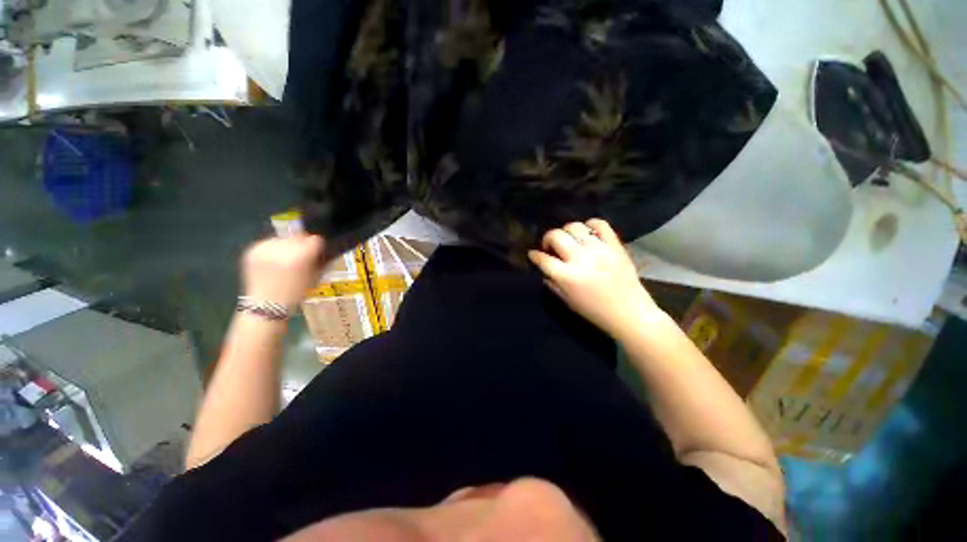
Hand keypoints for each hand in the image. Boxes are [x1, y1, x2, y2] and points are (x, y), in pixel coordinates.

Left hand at [241, 234, 324, 309]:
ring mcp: (264, 249)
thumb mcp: (315, 277)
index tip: (315, 254)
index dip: (317, 246)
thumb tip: (320, 248)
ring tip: (284, 260)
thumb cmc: (296, 293)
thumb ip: (319, 260)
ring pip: (282, 238)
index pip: (315, 240)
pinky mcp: (252, 250)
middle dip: (301, 245)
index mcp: (301, 257)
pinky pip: (268, 243)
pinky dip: (272, 249)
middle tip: (300, 257)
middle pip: (298, 237)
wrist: (266, 305)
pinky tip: (273, 261)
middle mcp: (282, 249)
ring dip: (286, 246)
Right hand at [528, 219, 663, 339]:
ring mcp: (599, 249)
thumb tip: (545, 269)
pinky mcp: (615, 245)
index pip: (544, 259)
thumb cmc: (595, 311)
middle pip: (556, 236)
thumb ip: (553, 283)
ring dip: (566, 232)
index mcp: (568, 277)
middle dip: (547, 239)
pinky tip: (587, 233)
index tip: (533, 254)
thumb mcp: (568, 301)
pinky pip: (600, 224)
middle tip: (551, 247)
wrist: (630, 313)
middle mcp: (581, 259)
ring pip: (575, 227)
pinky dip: (590, 225)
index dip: (535, 255)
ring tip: (569, 241)